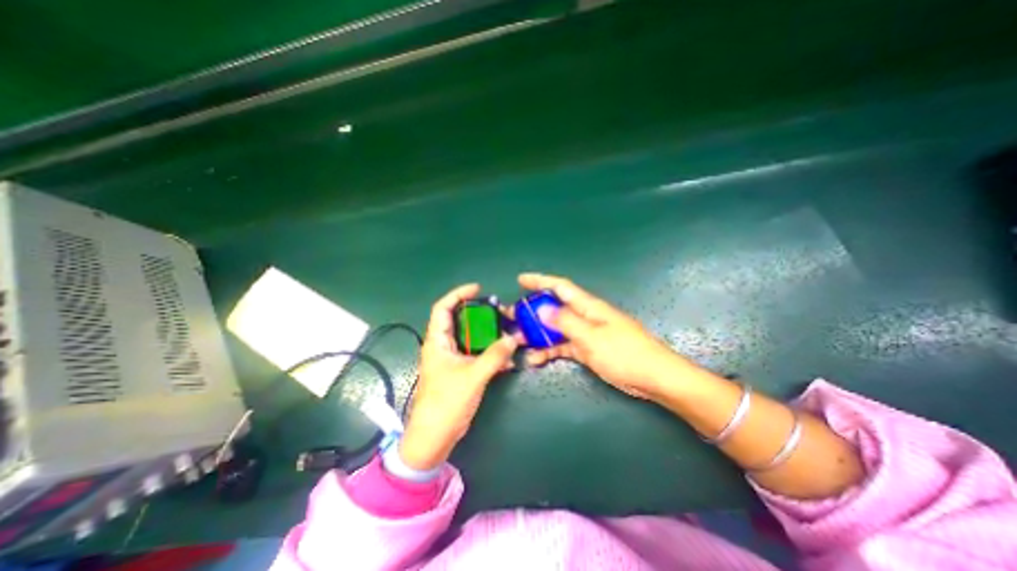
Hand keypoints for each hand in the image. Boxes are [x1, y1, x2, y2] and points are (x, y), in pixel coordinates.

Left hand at [402, 284, 519, 470]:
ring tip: (506, 332)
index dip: (458, 294)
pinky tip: (506, 359)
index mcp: (437, 342)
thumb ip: (494, 355)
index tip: (477, 289)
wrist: (434, 437)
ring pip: (470, 338)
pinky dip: (490, 353)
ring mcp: (451, 360)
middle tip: (498, 312)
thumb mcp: (473, 376)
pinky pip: (476, 355)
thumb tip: (512, 338)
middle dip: (479, 315)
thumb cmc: (447, 403)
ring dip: (487, 335)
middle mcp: (443, 346)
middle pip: (459, 321)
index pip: (443, 308)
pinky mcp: (459, 372)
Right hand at [516, 273, 690, 401]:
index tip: (521, 280)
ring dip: (538, 333)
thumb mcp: (592, 337)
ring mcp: (586, 333)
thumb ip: (566, 322)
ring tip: (517, 340)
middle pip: (554, 308)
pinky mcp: (587, 350)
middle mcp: (584, 316)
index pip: (560, 287)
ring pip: (556, 328)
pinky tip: (535, 358)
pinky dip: (550, 350)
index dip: (540, 281)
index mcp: (588, 306)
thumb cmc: (625, 353)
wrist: (653, 377)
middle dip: (533, 310)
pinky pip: (564, 346)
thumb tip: (542, 309)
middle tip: (512, 315)